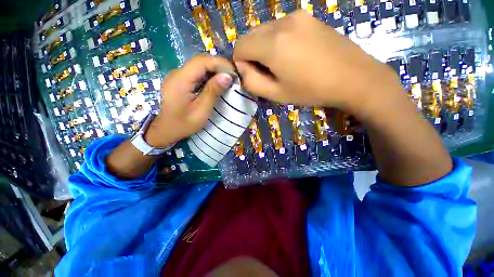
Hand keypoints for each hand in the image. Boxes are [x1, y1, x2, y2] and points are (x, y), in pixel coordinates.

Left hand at [145, 54, 234, 147]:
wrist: (166, 130)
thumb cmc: (184, 123)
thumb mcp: (201, 110)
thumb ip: (213, 92)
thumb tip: (227, 76)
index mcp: (180, 79)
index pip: (202, 61)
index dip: (220, 63)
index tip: (234, 72)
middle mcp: (177, 73)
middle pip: (200, 61)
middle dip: (218, 65)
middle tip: (233, 76)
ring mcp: (177, 76)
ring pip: (199, 65)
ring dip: (214, 70)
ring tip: (227, 79)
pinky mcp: (180, 80)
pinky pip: (196, 73)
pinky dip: (208, 75)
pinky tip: (216, 83)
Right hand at [233, 11, 401, 117]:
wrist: (353, 78)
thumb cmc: (311, 90)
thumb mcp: (276, 94)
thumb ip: (252, 82)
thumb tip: (243, 68)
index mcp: (273, 44)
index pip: (240, 46)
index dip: (241, 62)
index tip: (253, 75)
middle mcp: (282, 23)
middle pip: (251, 35)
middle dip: (251, 54)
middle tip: (267, 72)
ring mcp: (297, 16)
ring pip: (265, 30)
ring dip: (264, 47)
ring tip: (281, 64)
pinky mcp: (307, 17)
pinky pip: (280, 27)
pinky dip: (277, 41)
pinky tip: (292, 54)